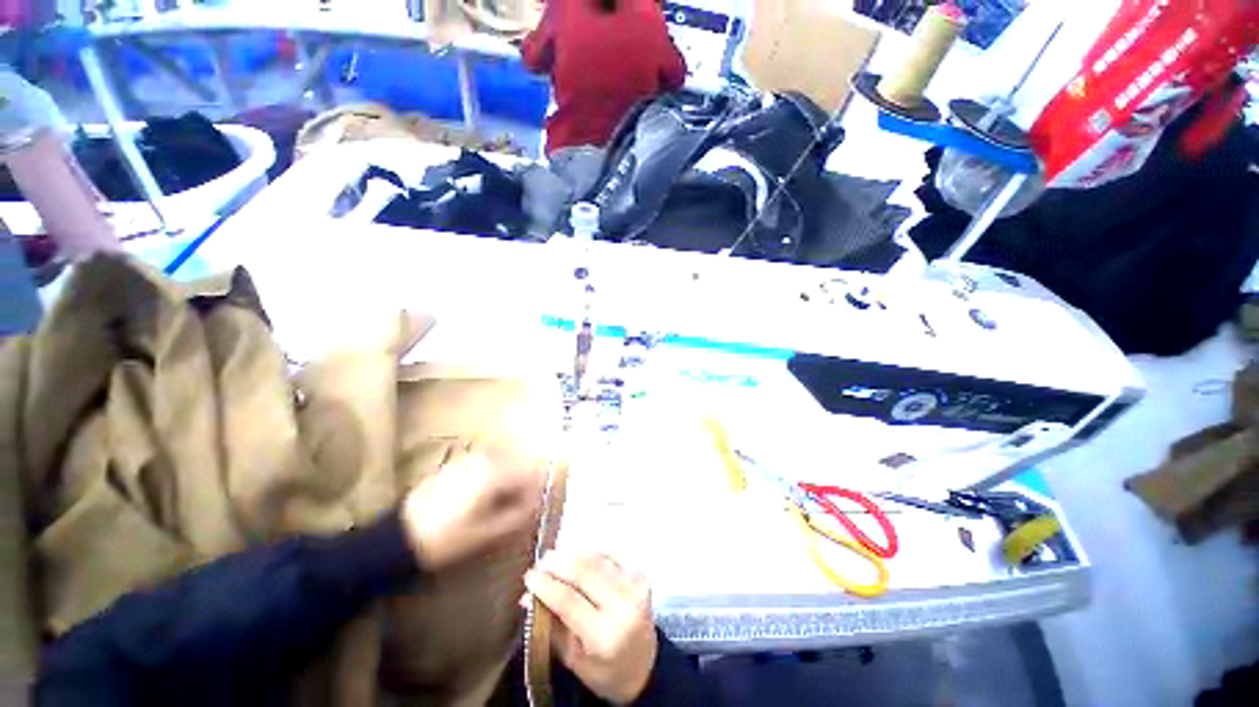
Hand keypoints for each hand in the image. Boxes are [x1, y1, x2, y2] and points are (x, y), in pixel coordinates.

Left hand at [402, 444, 544, 570]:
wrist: (397, 537)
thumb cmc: (446, 538)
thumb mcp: (486, 533)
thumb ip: (517, 517)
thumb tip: (536, 506)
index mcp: (494, 473)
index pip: (530, 475)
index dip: (534, 494)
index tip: (529, 512)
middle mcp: (485, 458)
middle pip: (518, 466)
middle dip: (522, 485)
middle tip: (516, 509)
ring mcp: (469, 458)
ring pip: (504, 462)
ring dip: (508, 480)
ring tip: (499, 505)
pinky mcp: (457, 462)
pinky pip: (488, 463)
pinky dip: (494, 476)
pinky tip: (482, 497)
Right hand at [525, 553, 657, 704]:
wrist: (645, 665)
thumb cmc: (604, 669)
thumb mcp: (573, 659)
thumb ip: (551, 626)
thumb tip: (527, 596)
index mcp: (605, 636)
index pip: (569, 600)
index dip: (546, 585)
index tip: (529, 577)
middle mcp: (623, 606)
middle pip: (584, 572)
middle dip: (558, 563)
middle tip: (540, 562)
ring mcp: (635, 586)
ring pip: (597, 559)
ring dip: (573, 554)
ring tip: (555, 556)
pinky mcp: (641, 575)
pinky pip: (612, 555)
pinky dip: (592, 553)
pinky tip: (578, 556)